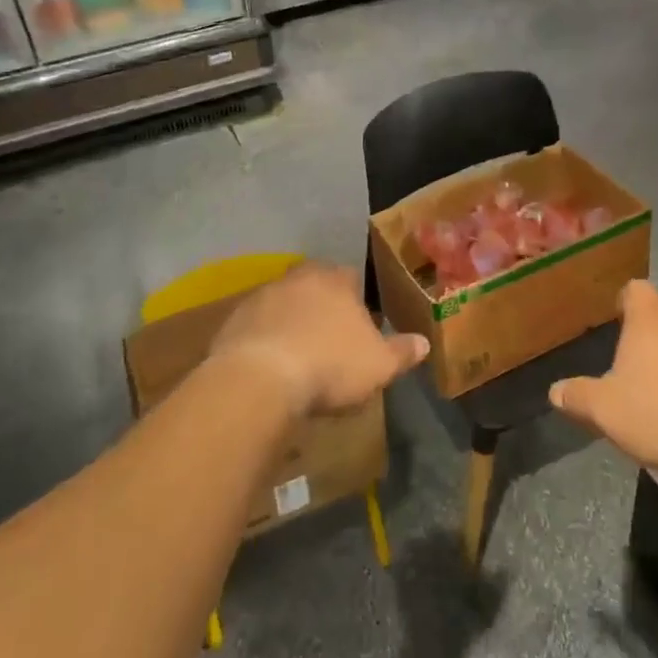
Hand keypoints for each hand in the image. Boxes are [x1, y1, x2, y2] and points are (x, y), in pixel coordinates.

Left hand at [210, 262, 427, 419]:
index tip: (359, 323)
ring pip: (283, 304)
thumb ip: (402, 351)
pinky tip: (270, 367)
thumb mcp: (379, 365)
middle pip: (314, 286)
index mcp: (335, 279)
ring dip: (290, 323)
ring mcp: (261, 296)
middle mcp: (297, 277)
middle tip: (329, 338)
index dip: (356, 300)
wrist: (260, 380)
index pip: (351, 277)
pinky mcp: (232, 321)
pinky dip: (264, 341)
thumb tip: (425, 343)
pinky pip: (256, 327)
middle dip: (321, 307)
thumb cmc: (330, 365)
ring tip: (298, 356)